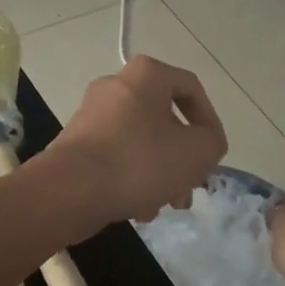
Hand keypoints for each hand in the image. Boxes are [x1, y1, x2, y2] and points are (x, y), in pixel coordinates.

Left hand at [44, 56, 227, 227]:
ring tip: (167, 205)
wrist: (70, 190)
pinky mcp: (76, 144)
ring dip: (160, 174)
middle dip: (183, 159)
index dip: (210, 122)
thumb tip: (204, 145)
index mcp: (145, 75)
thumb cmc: (140, 161)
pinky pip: (116, 158)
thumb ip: (212, 143)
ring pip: (141, 143)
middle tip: (191, 187)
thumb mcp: (197, 151)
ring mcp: (92, 116)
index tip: (214, 154)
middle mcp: (115, 86)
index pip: (191, 88)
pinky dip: (132, 180)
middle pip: (164, 121)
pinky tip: (139, 210)